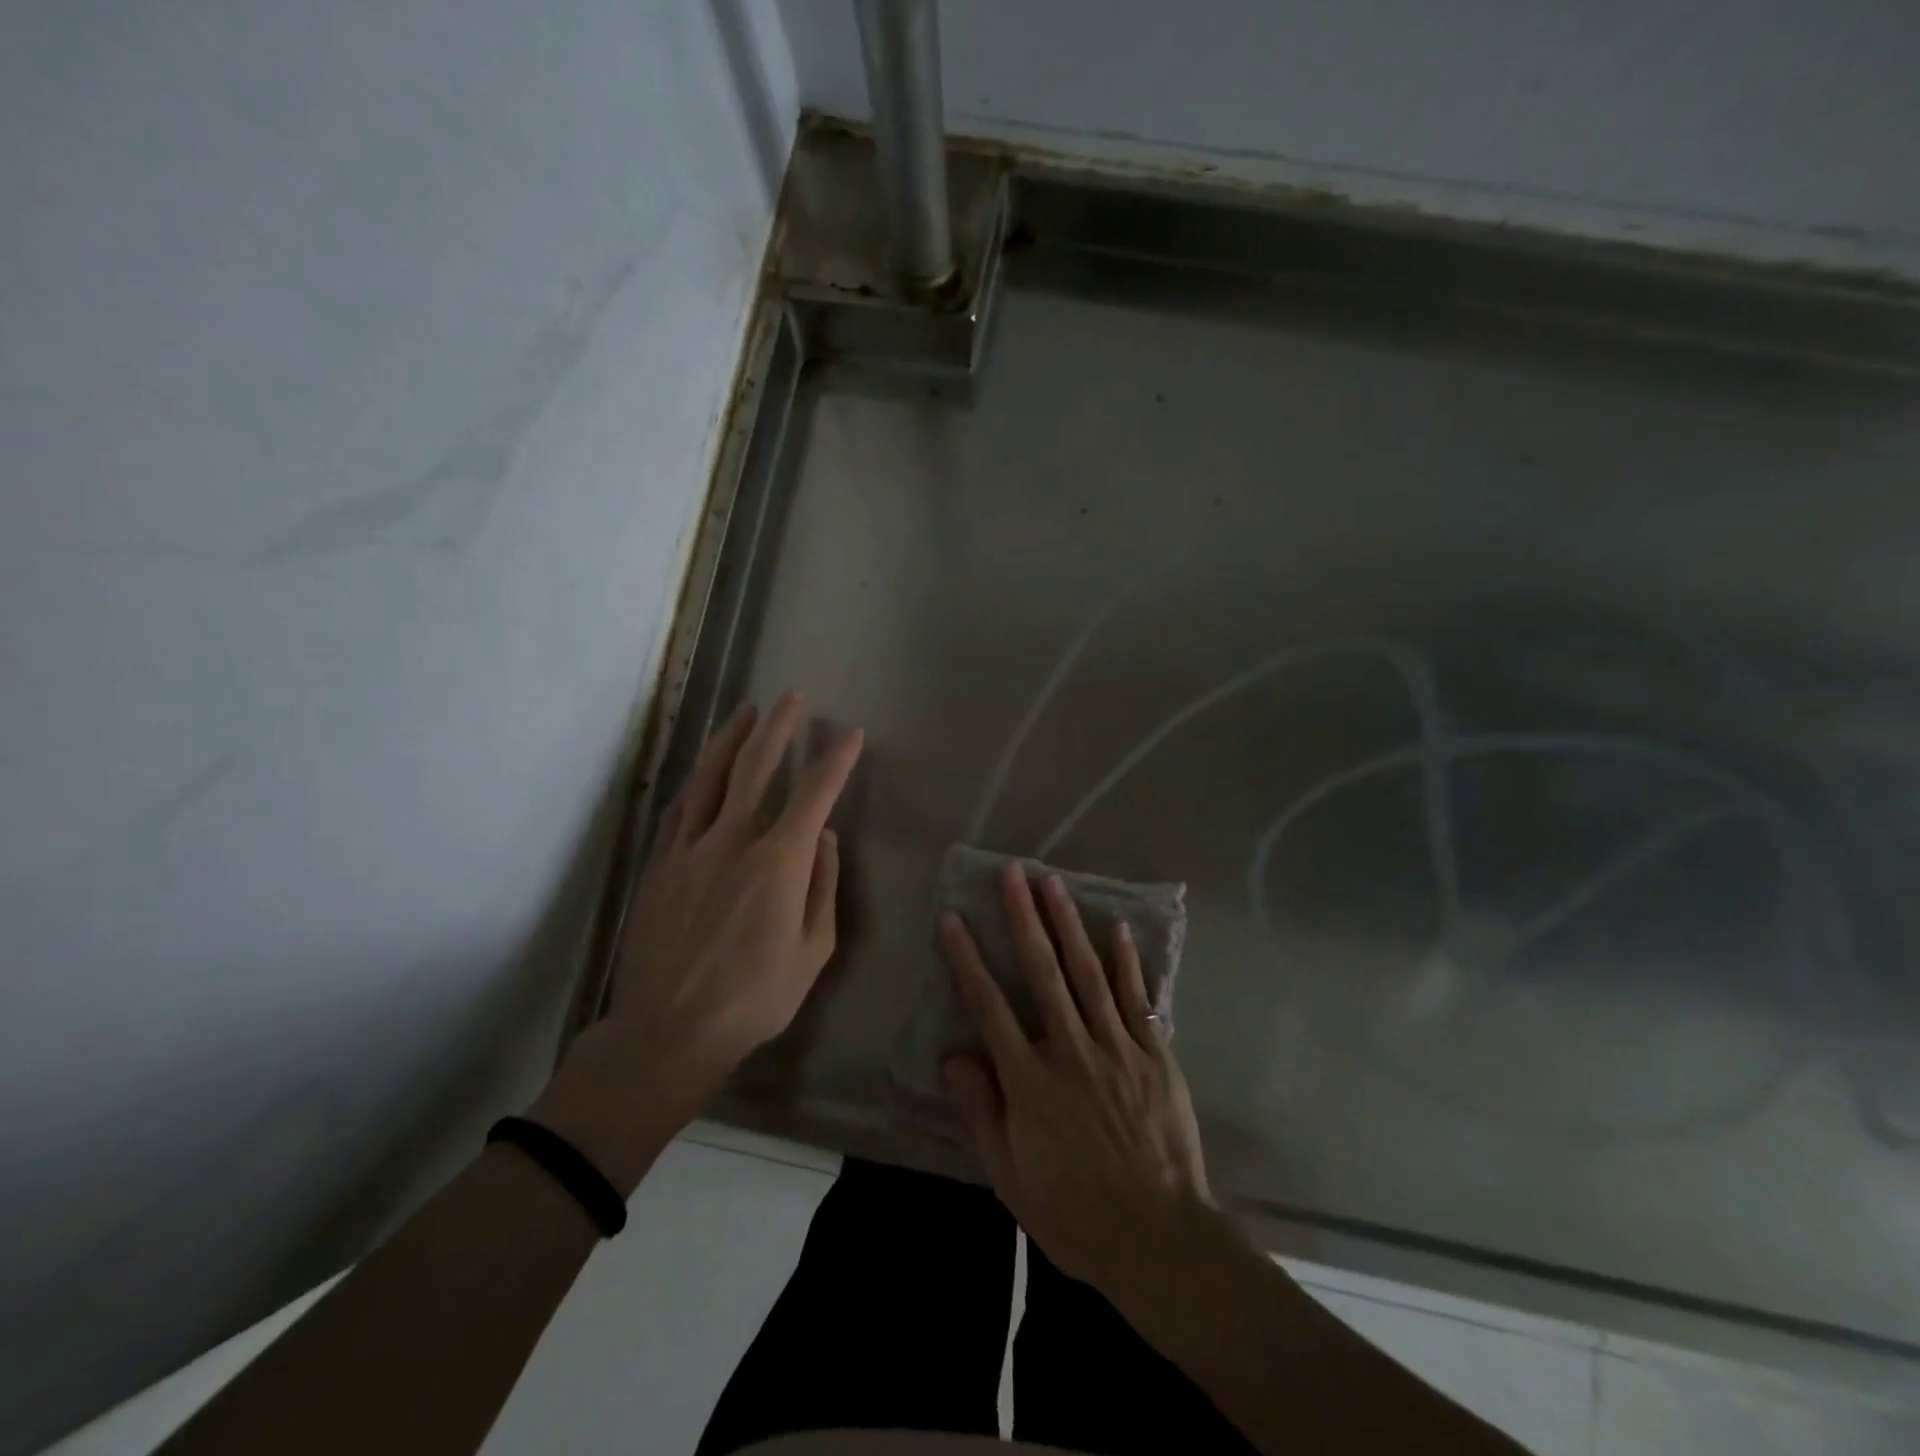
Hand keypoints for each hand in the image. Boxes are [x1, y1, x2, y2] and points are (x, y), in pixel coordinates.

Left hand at [536, 693, 861, 1186]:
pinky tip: (704, 769)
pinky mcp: (660, 865)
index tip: (850, 735)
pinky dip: (696, 781)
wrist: (670, 1030)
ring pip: (710, 778)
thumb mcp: (813, 951)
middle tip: (793, 698)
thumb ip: (823, 888)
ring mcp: (689, 850)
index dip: (835, 760)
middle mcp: (732, 842)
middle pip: (755, 768)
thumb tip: (826, 840)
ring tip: (747, 713)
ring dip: (731, 740)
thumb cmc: (755, 997)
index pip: (813, 795)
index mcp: (778, 864)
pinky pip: (679, 809)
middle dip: (779, 728)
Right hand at [940, 863, 1211, 1303]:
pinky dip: (1125, 960)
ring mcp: (1116, 1047)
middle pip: (1042, 972)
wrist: (1159, 1239)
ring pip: (1087, 973)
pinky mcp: (1154, 1054)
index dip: (967, 959)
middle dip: (1023, 918)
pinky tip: (1115, 926)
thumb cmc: (1074, 1213)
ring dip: (1068, 923)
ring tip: (1054, 882)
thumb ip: (981, 1110)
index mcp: (1030, 1080)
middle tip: (1013, 873)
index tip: (953, 918)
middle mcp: (1070, 1050)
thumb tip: (954, 1055)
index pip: (989, 1006)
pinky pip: (1136, 998)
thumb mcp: (1010, 1175)